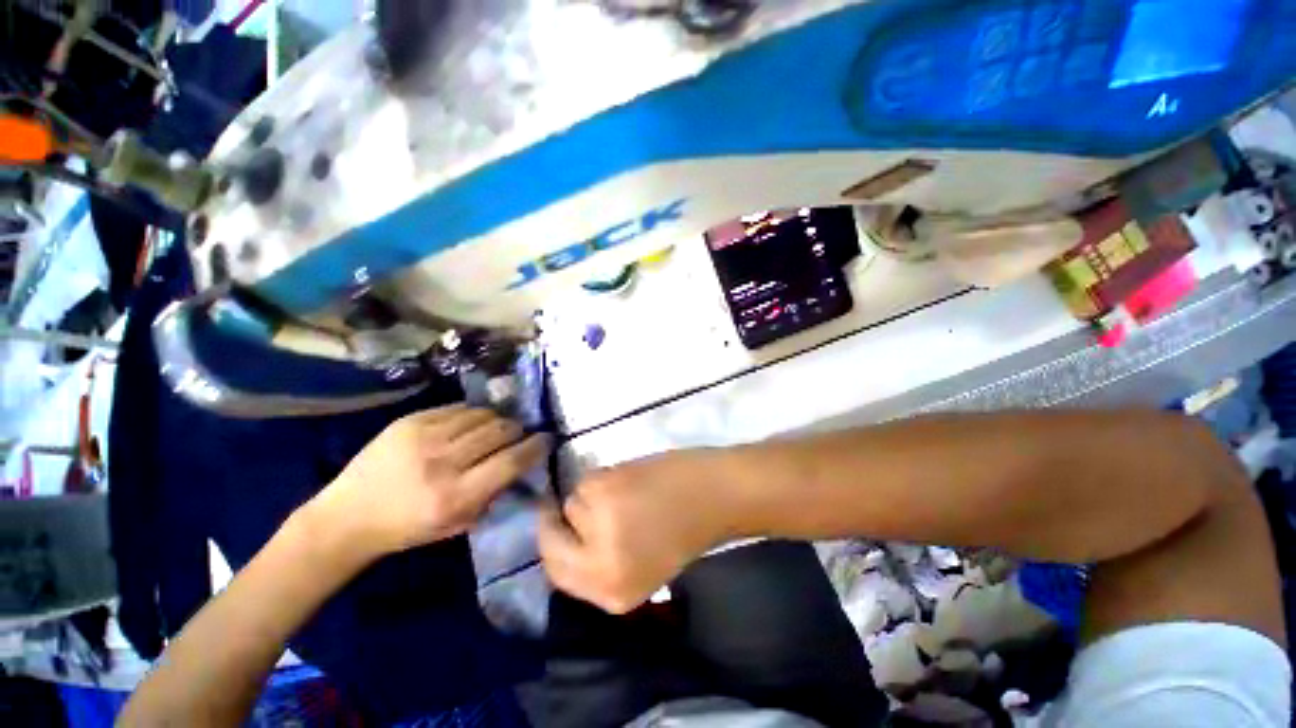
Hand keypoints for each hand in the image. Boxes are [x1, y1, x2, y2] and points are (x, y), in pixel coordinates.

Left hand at [305, 406, 549, 565]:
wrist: (347, 516)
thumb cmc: (408, 529)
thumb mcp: (458, 524)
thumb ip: (493, 493)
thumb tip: (521, 463)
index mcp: (455, 496)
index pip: (512, 461)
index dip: (536, 446)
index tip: (547, 439)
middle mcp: (443, 462)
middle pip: (501, 431)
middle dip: (518, 431)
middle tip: (520, 434)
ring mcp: (425, 437)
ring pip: (484, 415)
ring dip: (498, 421)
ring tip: (497, 429)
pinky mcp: (410, 421)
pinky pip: (459, 409)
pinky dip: (474, 415)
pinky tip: (472, 424)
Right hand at [538, 451, 733, 612]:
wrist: (715, 494)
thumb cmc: (687, 531)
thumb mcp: (644, 569)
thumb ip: (604, 564)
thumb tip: (570, 539)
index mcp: (612, 594)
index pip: (556, 574)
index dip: (552, 547)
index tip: (555, 528)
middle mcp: (599, 566)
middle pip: (552, 540)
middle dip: (556, 521)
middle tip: (579, 503)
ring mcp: (599, 525)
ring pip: (572, 503)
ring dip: (591, 497)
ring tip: (625, 493)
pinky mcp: (604, 489)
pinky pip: (586, 480)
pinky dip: (602, 477)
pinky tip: (629, 479)